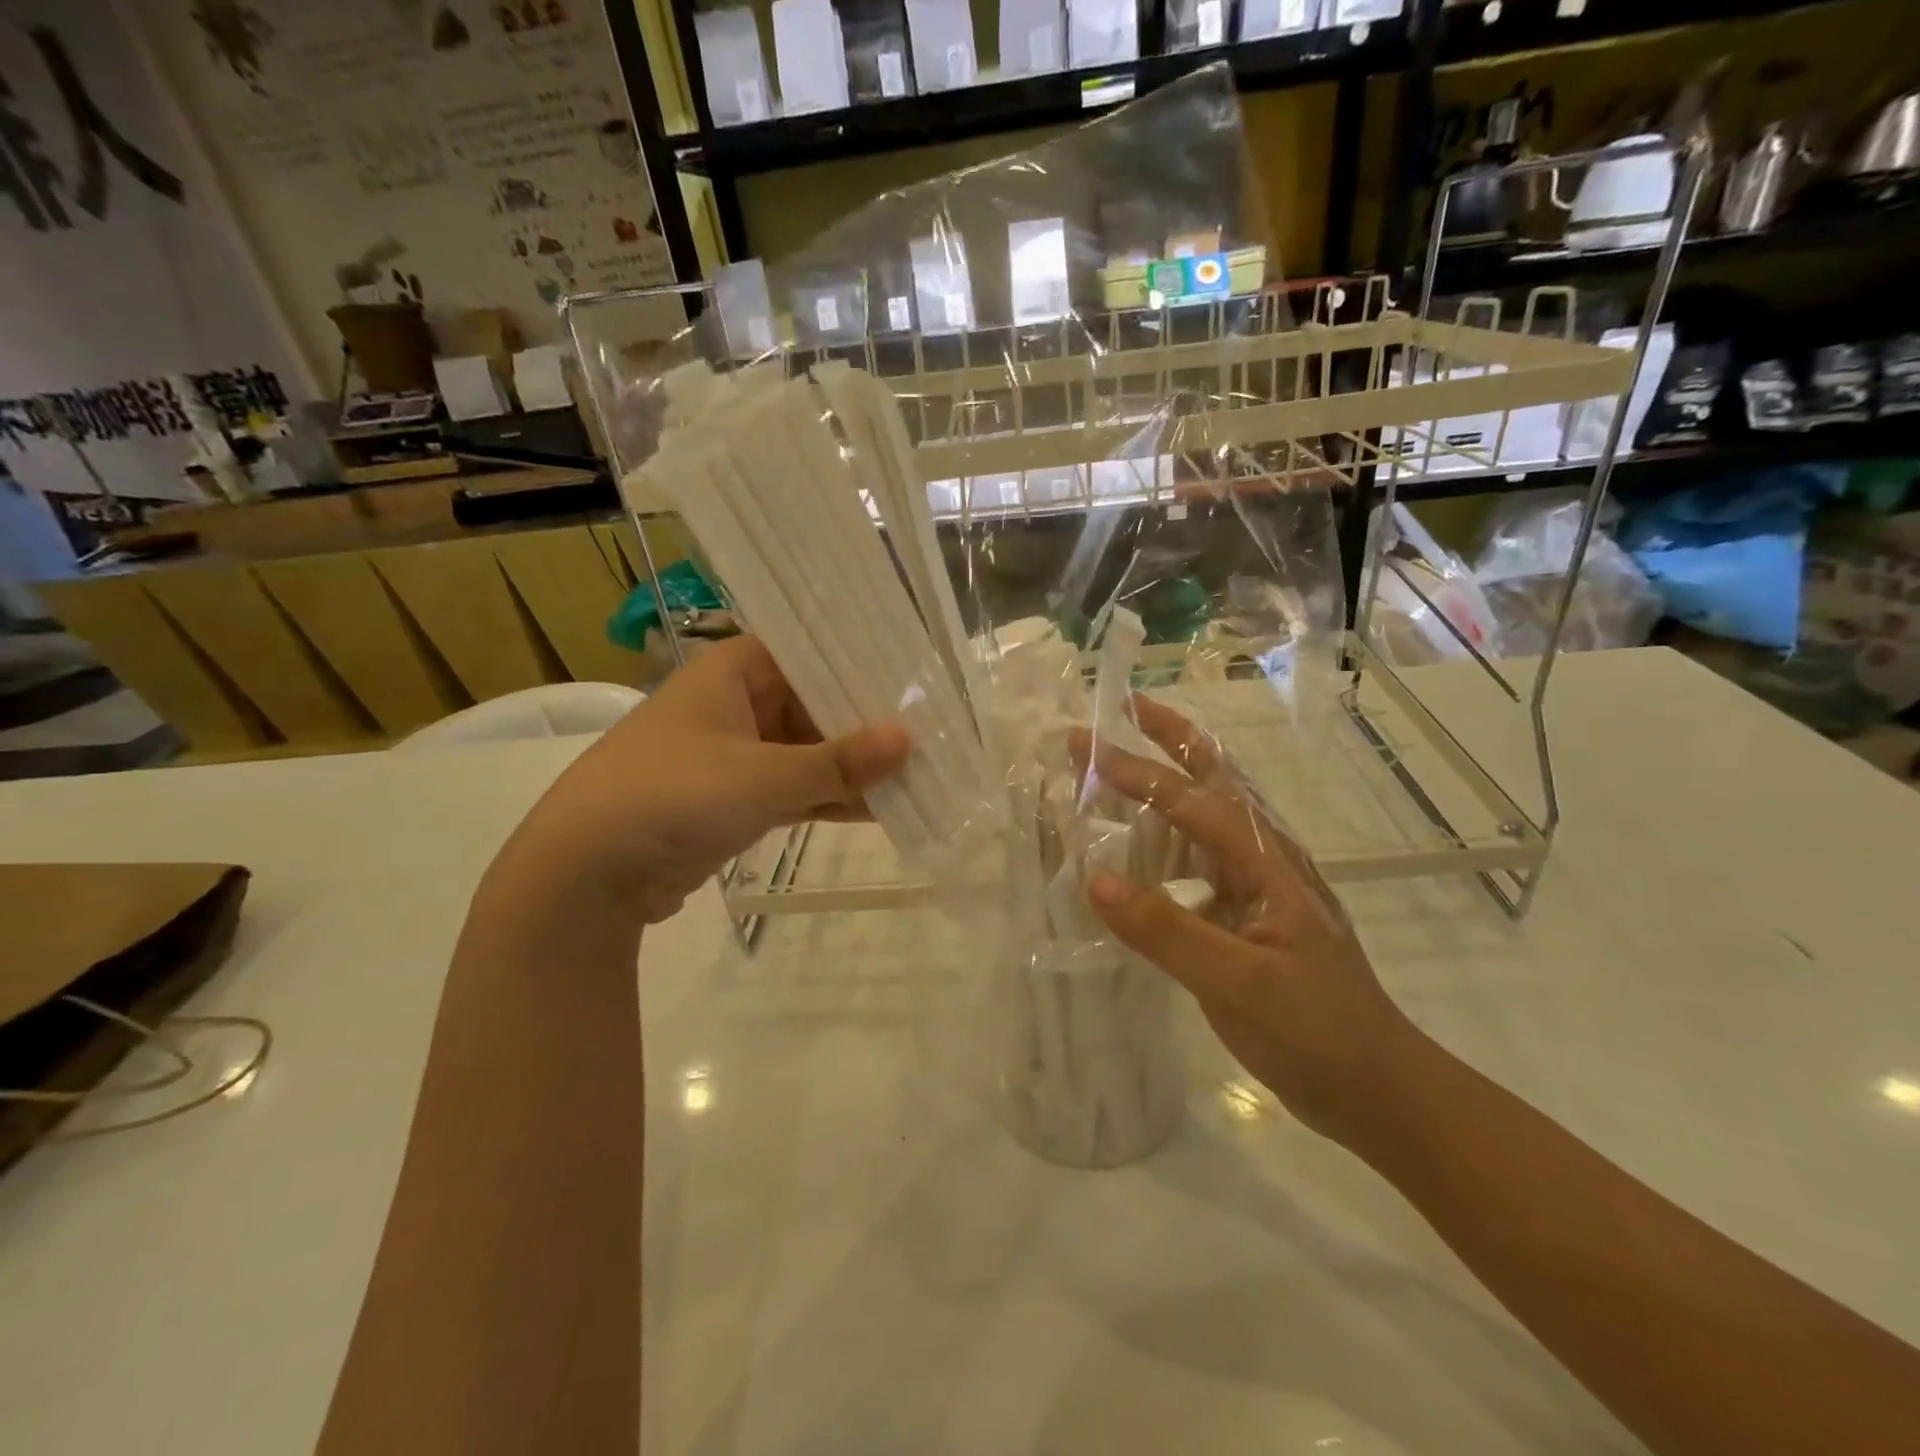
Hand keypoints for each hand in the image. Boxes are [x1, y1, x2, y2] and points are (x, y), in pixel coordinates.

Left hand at [513, 636, 909, 922]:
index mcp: (731, 672)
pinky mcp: (735, 800)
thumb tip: (910, 738)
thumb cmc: (672, 796)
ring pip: (808, 751)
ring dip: (853, 767)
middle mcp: (734, 704)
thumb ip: (839, 761)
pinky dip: (830, 798)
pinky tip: (882, 809)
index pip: (807, 651)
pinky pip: (795, 789)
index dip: (858, 661)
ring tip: (919, 773)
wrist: (586, 876)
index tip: (914, 673)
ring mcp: (735, 755)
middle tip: (931, 728)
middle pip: (813, 703)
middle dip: (866, 722)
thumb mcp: (763, 776)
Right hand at [1072, 696, 1414, 1144]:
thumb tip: (1095, 880)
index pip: (1190, 801)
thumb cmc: (1316, 1033)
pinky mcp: (1249, 914)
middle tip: (1123, 708)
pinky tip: (1142, 849)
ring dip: (1168, 780)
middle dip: (1170, 738)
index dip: (1134, 770)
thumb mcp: (1239, 985)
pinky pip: (1200, 859)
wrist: (1379, 1089)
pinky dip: (1167, 837)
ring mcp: (1260, 886)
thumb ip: (1167, 931)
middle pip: (1216, 778)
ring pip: (1208, 814)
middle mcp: (1265, 858)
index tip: (1083, 744)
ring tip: (1124, 762)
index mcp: (1267, 862)